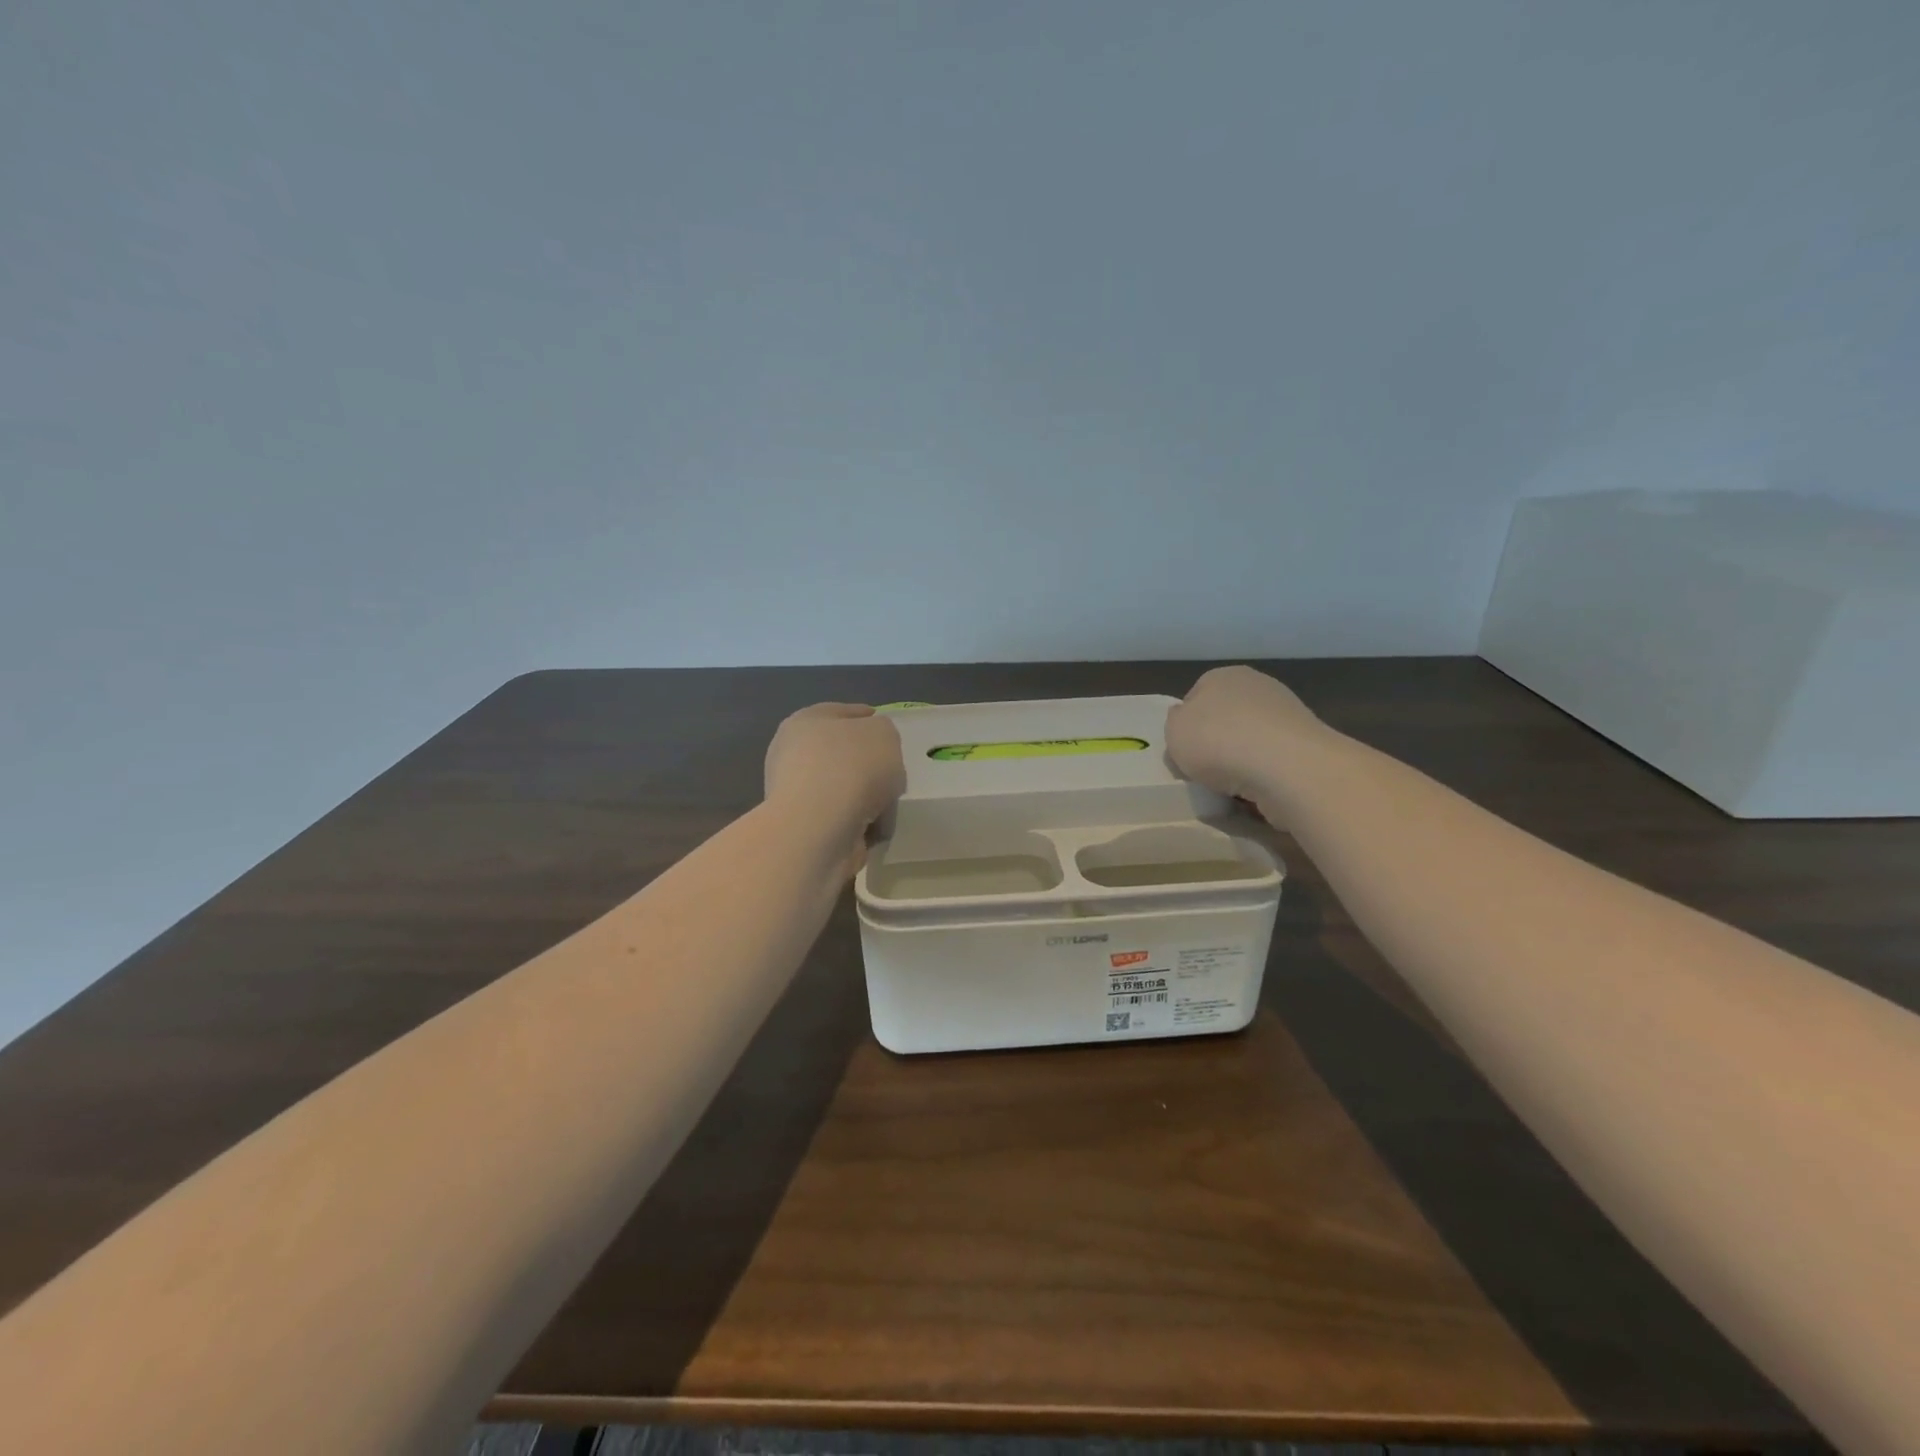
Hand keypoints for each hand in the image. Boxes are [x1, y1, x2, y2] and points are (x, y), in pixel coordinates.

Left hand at [763, 703, 905, 854]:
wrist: (820, 828)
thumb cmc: (852, 767)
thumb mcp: (884, 733)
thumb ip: (883, 734)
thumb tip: (875, 751)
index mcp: (806, 721)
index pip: (839, 712)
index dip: (864, 716)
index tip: (884, 728)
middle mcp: (793, 754)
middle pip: (839, 752)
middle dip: (865, 761)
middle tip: (892, 770)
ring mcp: (796, 794)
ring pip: (841, 788)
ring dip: (863, 796)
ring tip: (887, 804)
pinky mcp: (803, 828)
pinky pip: (841, 818)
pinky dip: (858, 822)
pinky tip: (875, 826)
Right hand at [1165, 666, 1331, 812]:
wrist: (1285, 766)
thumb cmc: (1218, 741)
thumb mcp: (1174, 731)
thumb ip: (1176, 722)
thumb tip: (1186, 717)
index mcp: (1223, 675)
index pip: (1196, 696)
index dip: (1187, 725)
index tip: (1184, 750)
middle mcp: (1258, 685)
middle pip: (1227, 716)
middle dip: (1218, 740)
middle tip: (1206, 768)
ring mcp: (1287, 712)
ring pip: (1252, 738)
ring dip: (1243, 758)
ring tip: (1233, 784)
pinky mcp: (1307, 742)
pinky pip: (1273, 758)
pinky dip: (1265, 772)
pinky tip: (1258, 787)